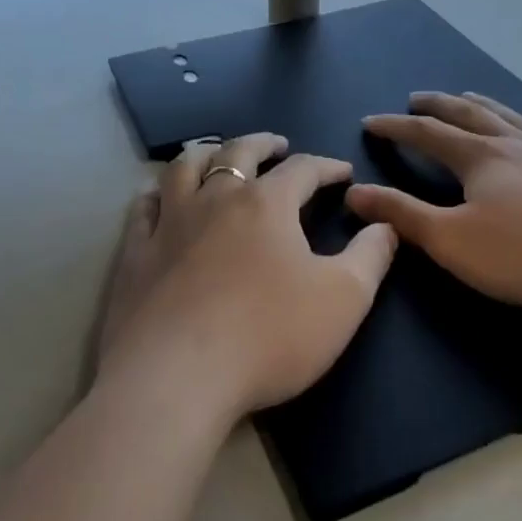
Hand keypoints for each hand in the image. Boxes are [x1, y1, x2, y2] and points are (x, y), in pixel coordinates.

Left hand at [97, 133, 397, 422]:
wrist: (177, 377)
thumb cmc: (268, 335)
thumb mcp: (343, 300)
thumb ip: (370, 258)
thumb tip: (385, 224)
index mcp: (266, 204)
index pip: (303, 170)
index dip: (326, 166)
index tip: (342, 171)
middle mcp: (216, 199)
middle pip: (239, 152)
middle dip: (262, 143)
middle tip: (276, 143)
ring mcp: (170, 223)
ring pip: (184, 168)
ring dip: (205, 153)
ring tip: (216, 153)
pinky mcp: (136, 253)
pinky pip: (144, 210)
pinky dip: (155, 196)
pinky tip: (157, 199)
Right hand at [346, 92, 521, 318]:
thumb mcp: (453, 242)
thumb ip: (402, 215)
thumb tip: (354, 190)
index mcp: (479, 158)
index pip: (425, 134)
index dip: (395, 127)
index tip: (371, 121)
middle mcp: (515, 141)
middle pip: (468, 114)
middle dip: (436, 105)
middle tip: (416, 98)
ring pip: (513, 116)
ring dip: (485, 104)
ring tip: (468, 95)